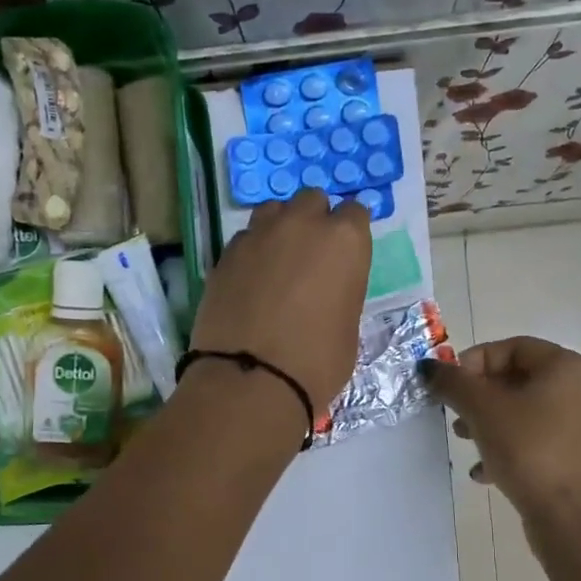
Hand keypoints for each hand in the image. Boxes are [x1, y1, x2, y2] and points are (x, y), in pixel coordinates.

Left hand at [189, 191, 371, 411]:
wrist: (251, 380)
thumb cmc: (316, 363)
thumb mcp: (349, 329)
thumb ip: (341, 293)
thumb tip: (327, 292)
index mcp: (344, 240)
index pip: (355, 213)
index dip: (351, 233)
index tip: (346, 255)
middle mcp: (302, 224)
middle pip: (311, 200)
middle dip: (314, 220)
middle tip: (311, 256)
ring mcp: (258, 235)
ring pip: (273, 211)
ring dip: (280, 227)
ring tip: (278, 261)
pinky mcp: (225, 254)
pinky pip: (245, 239)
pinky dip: (252, 252)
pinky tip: (251, 280)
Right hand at [423, 337, 580, 522]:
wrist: (573, 517)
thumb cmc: (530, 450)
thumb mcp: (483, 410)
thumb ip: (453, 383)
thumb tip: (427, 367)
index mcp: (566, 367)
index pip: (512, 347)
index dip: (474, 361)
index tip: (450, 386)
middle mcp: (580, 390)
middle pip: (516, 379)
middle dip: (478, 395)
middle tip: (454, 414)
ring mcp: (579, 425)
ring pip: (522, 412)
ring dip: (487, 422)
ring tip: (464, 441)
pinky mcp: (573, 457)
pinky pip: (533, 441)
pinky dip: (506, 448)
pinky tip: (483, 472)